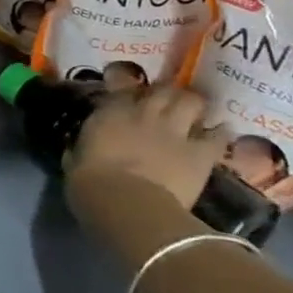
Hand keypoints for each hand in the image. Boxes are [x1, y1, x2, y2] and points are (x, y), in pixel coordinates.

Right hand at [63, 85, 227, 265]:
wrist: (128, 205)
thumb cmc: (91, 184)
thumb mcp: (74, 162)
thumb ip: (80, 149)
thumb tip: (78, 148)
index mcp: (110, 113)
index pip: (121, 87)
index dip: (125, 87)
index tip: (125, 93)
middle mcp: (145, 113)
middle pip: (163, 89)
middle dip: (165, 93)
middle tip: (164, 101)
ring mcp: (175, 131)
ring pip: (192, 101)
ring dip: (192, 105)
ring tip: (191, 112)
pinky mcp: (201, 153)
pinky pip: (218, 136)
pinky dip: (219, 133)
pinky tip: (219, 134)